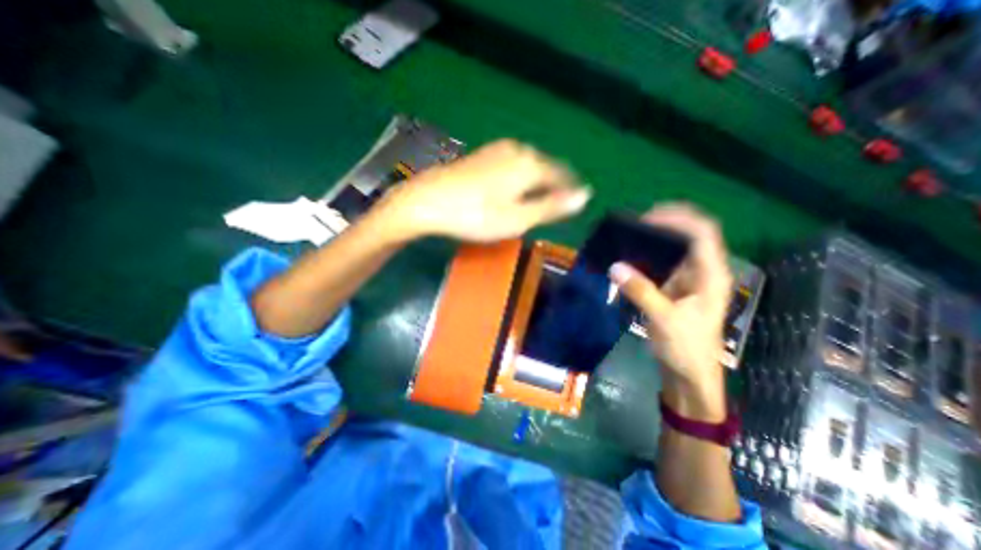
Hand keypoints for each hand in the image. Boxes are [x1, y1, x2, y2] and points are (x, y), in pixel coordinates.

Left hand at [377, 138, 589, 240]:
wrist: (428, 201)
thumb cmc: (476, 215)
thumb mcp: (518, 218)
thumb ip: (551, 207)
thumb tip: (585, 196)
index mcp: (530, 164)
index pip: (562, 175)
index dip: (570, 190)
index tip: (574, 203)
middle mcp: (518, 150)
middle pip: (545, 167)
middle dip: (553, 185)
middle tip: (556, 204)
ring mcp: (497, 150)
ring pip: (528, 164)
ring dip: (536, 181)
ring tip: (537, 198)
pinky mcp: (482, 155)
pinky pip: (512, 164)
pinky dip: (519, 177)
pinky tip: (513, 187)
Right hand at [611, 204, 729, 422]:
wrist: (690, 374)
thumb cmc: (686, 348)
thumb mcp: (664, 319)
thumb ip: (641, 291)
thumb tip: (615, 266)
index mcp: (711, 275)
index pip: (702, 233)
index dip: (678, 219)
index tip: (647, 218)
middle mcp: (704, 271)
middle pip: (693, 234)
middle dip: (669, 222)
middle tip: (638, 222)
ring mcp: (690, 280)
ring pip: (678, 247)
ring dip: (659, 237)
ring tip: (634, 233)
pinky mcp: (676, 288)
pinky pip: (664, 263)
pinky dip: (650, 254)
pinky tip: (633, 255)